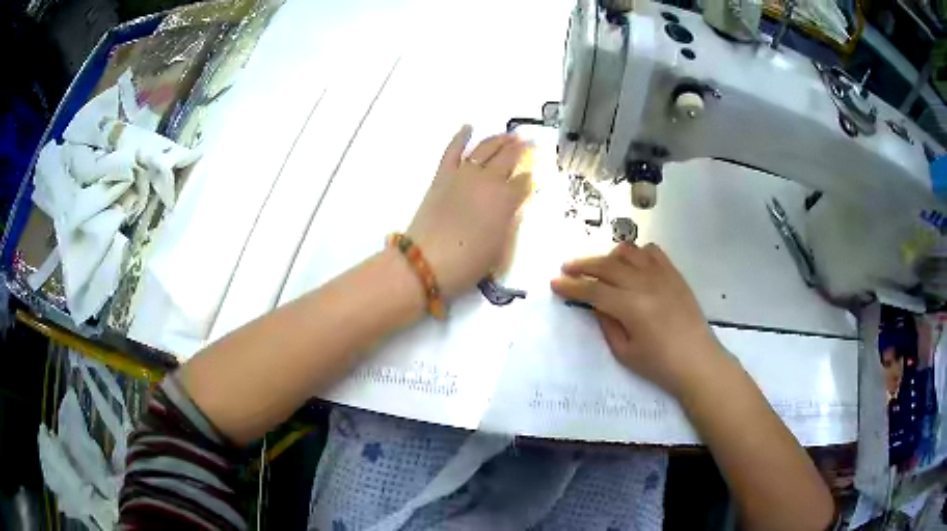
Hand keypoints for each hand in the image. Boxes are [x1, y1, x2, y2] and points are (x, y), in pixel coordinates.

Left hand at [407, 125, 531, 297]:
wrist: (427, 262)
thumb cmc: (468, 263)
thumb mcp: (500, 249)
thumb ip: (510, 224)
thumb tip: (515, 208)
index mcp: (506, 200)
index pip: (524, 182)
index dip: (531, 177)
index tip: (535, 172)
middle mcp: (488, 181)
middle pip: (508, 159)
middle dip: (521, 149)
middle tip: (529, 142)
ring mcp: (463, 175)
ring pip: (485, 149)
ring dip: (499, 140)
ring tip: (510, 135)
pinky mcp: (442, 175)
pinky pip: (453, 150)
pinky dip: (460, 137)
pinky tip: (468, 127)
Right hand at [550, 243, 725, 395]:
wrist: (697, 360)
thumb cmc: (659, 364)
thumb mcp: (624, 352)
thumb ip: (607, 324)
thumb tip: (595, 304)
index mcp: (631, 307)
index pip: (593, 290)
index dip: (572, 286)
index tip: (554, 283)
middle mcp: (645, 284)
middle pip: (607, 266)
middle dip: (582, 265)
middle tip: (566, 268)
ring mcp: (662, 275)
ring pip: (628, 252)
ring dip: (608, 256)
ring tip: (599, 266)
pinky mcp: (674, 274)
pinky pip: (652, 251)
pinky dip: (636, 253)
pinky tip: (631, 264)